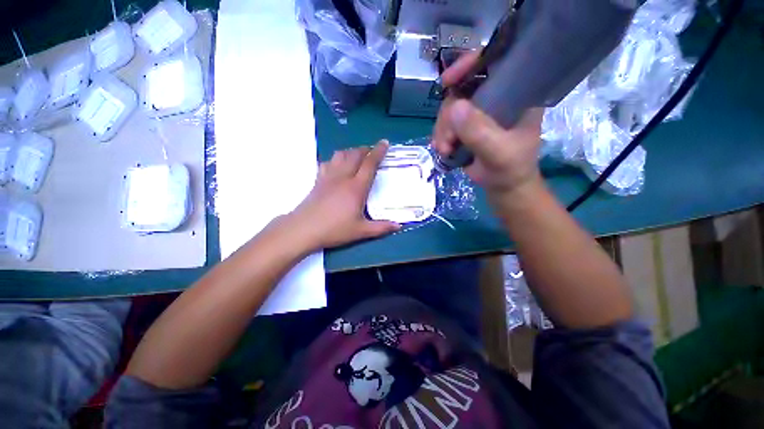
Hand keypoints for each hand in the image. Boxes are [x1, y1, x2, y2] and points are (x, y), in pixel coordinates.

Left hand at [288, 142, 400, 249]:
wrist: (304, 229)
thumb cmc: (335, 229)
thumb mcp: (361, 231)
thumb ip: (381, 227)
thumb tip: (399, 226)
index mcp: (356, 188)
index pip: (369, 164)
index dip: (378, 152)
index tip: (384, 142)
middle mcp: (343, 177)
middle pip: (355, 155)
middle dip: (365, 149)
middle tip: (372, 150)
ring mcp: (328, 177)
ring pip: (340, 155)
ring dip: (350, 151)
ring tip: (357, 155)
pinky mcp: (318, 180)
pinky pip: (327, 163)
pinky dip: (335, 159)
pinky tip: (337, 165)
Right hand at [432, 52, 544, 200]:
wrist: (503, 187)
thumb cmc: (511, 168)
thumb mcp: (499, 152)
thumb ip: (479, 132)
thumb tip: (454, 107)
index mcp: (514, 94)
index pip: (493, 64)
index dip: (469, 64)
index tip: (449, 80)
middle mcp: (494, 98)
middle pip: (461, 90)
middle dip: (448, 116)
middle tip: (448, 141)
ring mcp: (477, 114)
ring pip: (449, 110)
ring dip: (442, 131)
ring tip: (446, 150)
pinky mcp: (465, 128)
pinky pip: (444, 124)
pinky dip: (440, 137)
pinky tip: (444, 151)